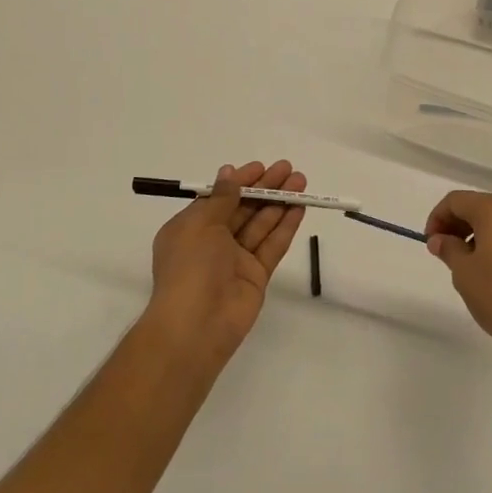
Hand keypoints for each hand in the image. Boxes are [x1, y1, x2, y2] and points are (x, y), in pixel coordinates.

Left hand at [147, 160, 305, 365]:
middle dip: (265, 188)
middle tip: (289, 169)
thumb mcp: (200, 225)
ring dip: (280, 202)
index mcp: (191, 228)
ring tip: (301, 181)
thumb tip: (228, 173)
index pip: (219, 198)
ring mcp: (236, 260)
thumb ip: (221, 199)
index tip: (261, 167)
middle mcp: (213, 242)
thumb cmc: (190, 267)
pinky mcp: (256, 275)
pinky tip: (300, 208)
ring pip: (261, 224)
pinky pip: (272, 245)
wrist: (196, 325)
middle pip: (243, 208)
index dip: (240, 182)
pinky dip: (286, 226)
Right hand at [425, 191, 491, 370]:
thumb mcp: (464, 274)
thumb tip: (439, 240)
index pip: (457, 200)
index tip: (431, 242)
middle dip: (460, 224)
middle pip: (482, 206)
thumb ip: (448, 249)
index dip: (438, 217)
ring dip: (483, 233)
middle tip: (446, 251)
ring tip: (473, 263)